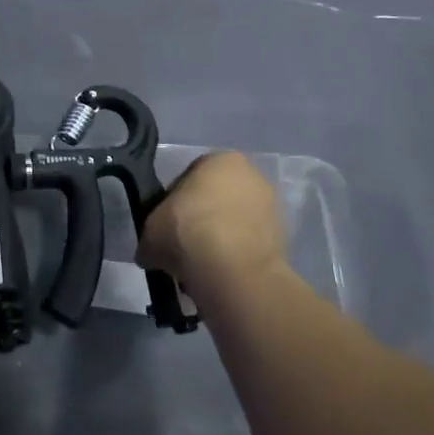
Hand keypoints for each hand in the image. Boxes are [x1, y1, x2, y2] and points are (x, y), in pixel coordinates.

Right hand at [137, 153, 287, 301]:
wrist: (232, 269)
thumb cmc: (188, 232)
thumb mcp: (150, 230)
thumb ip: (152, 234)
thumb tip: (150, 251)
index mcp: (220, 159)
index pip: (188, 178)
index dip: (172, 205)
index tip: (165, 228)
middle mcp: (252, 174)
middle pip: (215, 199)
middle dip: (199, 222)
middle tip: (181, 247)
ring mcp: (272, 206)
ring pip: (233, 224)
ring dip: (218, 241)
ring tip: (199, 267)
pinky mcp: (283, 238)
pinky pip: (248, 245)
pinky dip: (235, 257)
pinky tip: (219, 274)